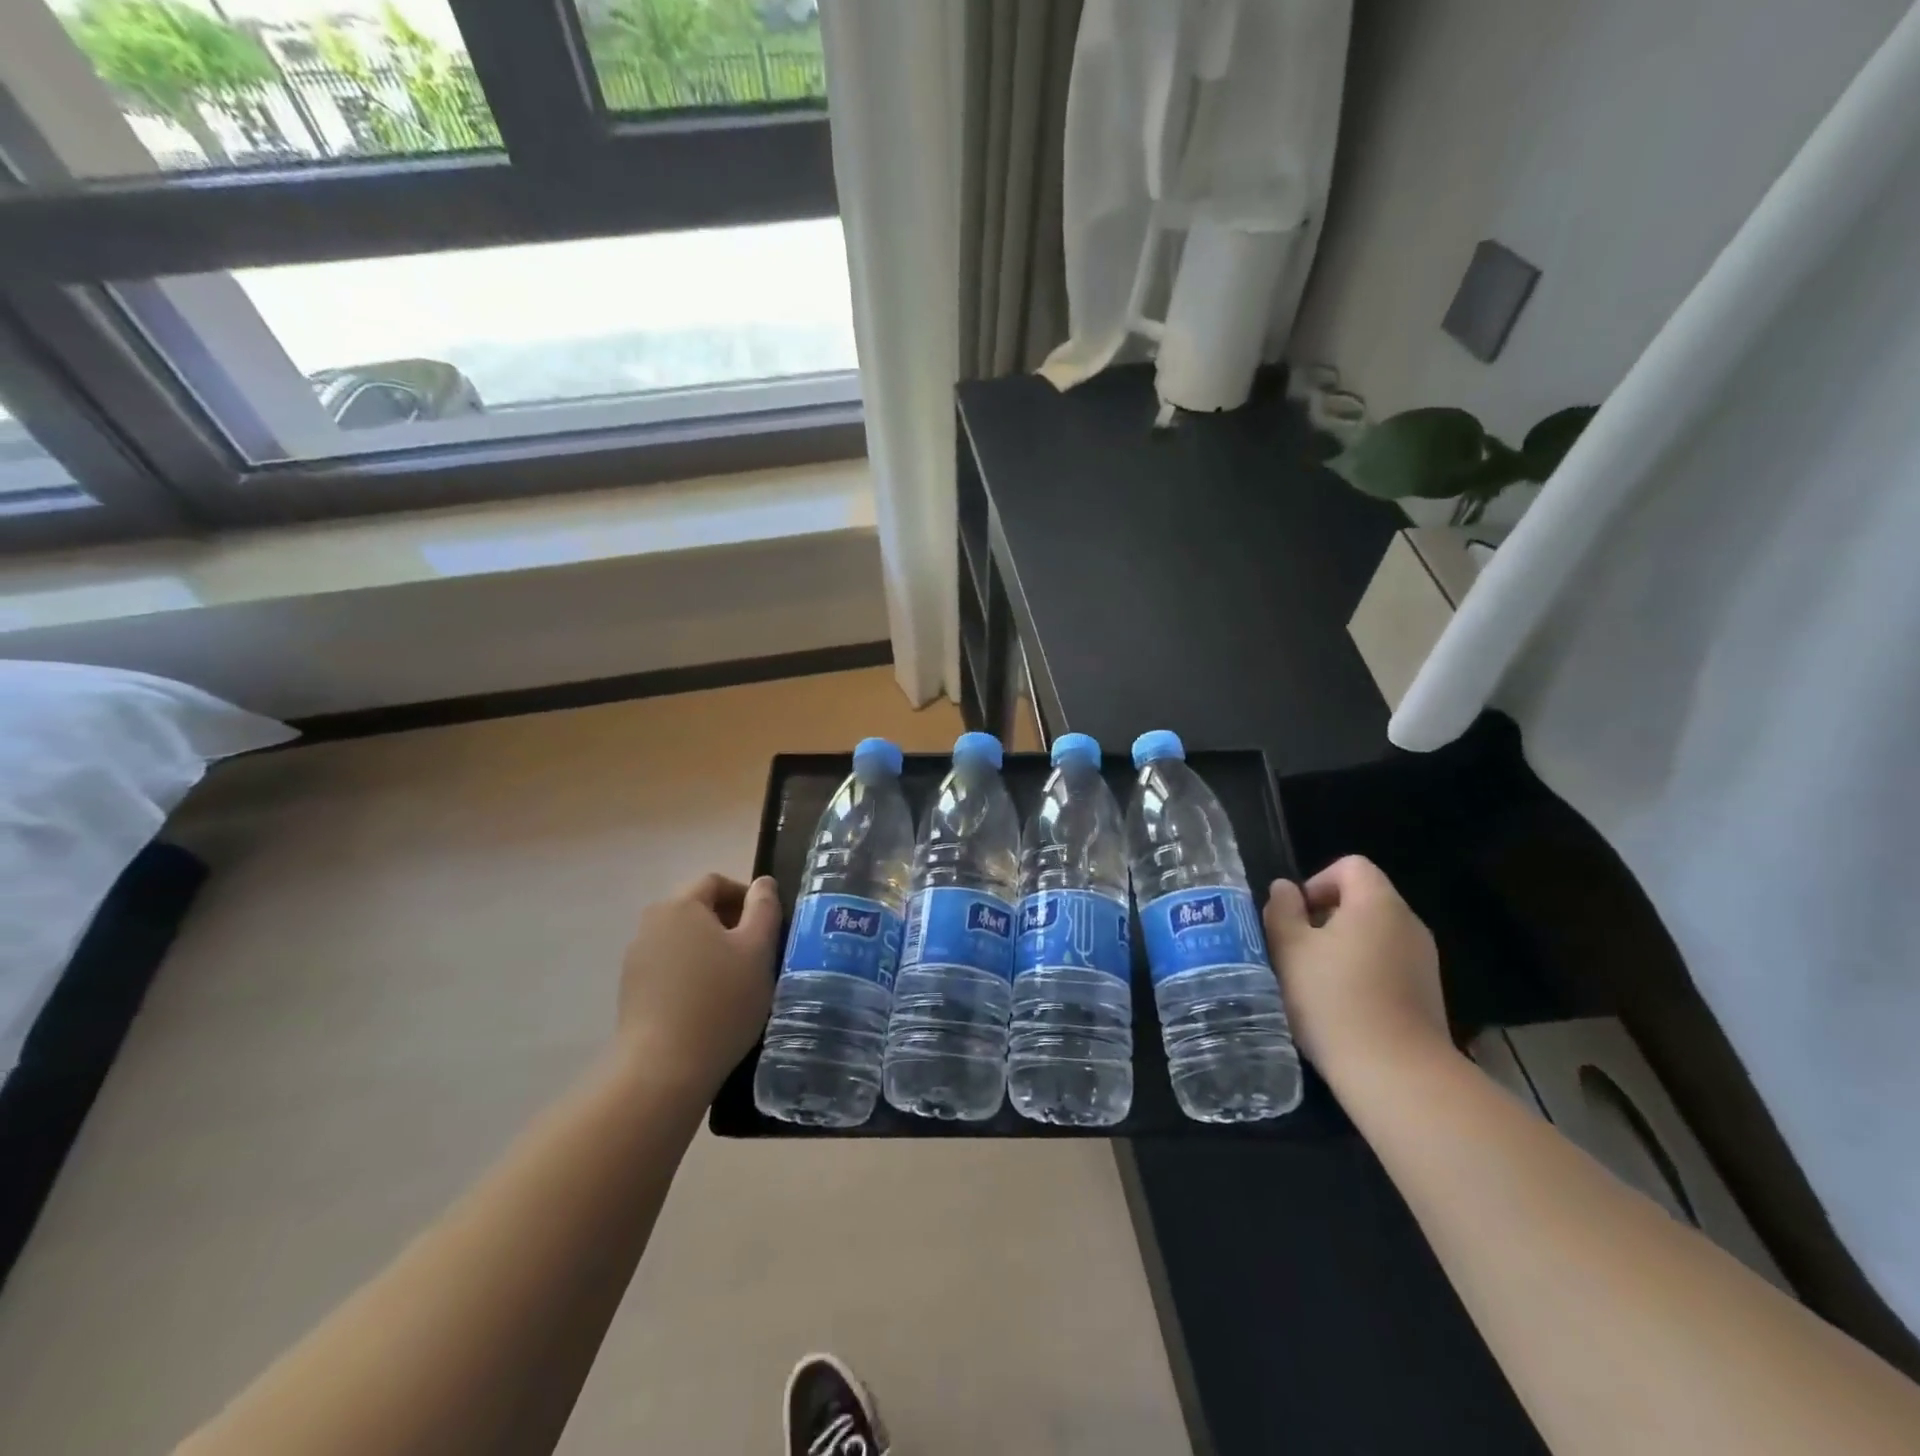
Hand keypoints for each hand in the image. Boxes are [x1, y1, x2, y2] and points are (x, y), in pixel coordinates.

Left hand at [618, 873, 781, 1093]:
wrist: (662, 1070)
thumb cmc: (720, 1001)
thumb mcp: (757, 950)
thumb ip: (764, 909)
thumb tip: (763, 882)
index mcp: (681, 906)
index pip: (715, 882)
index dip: (745, 895)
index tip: (767, 923)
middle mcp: (651, 924)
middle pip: (696, 909)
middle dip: (729, 923)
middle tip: (757, 952)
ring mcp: (637, 959)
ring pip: (683, 939)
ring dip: (711, 949)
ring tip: (736, 980)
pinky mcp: (632, 991)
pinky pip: (670, 967)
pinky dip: (692, 973)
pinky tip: (709, 1003)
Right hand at [1264, 856, 1449, 1080]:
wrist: (1395, 1073)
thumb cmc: (1334, 999)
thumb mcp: (1289, 949)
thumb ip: (1282, 910)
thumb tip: (1284, 889)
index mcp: (1378, 903)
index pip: (1351, 866)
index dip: (1317, 881)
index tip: (1296, 916)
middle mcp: (1409, 924)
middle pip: (1364, 900)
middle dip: (1325, 917)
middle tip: (1297, 949)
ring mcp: (1424, 961)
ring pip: (1374, 935)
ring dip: (1342, 948)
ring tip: (1315, 980)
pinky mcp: (1428, 994)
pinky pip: (1388, 964)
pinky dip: (1363, 973)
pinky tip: (1342, 1006)